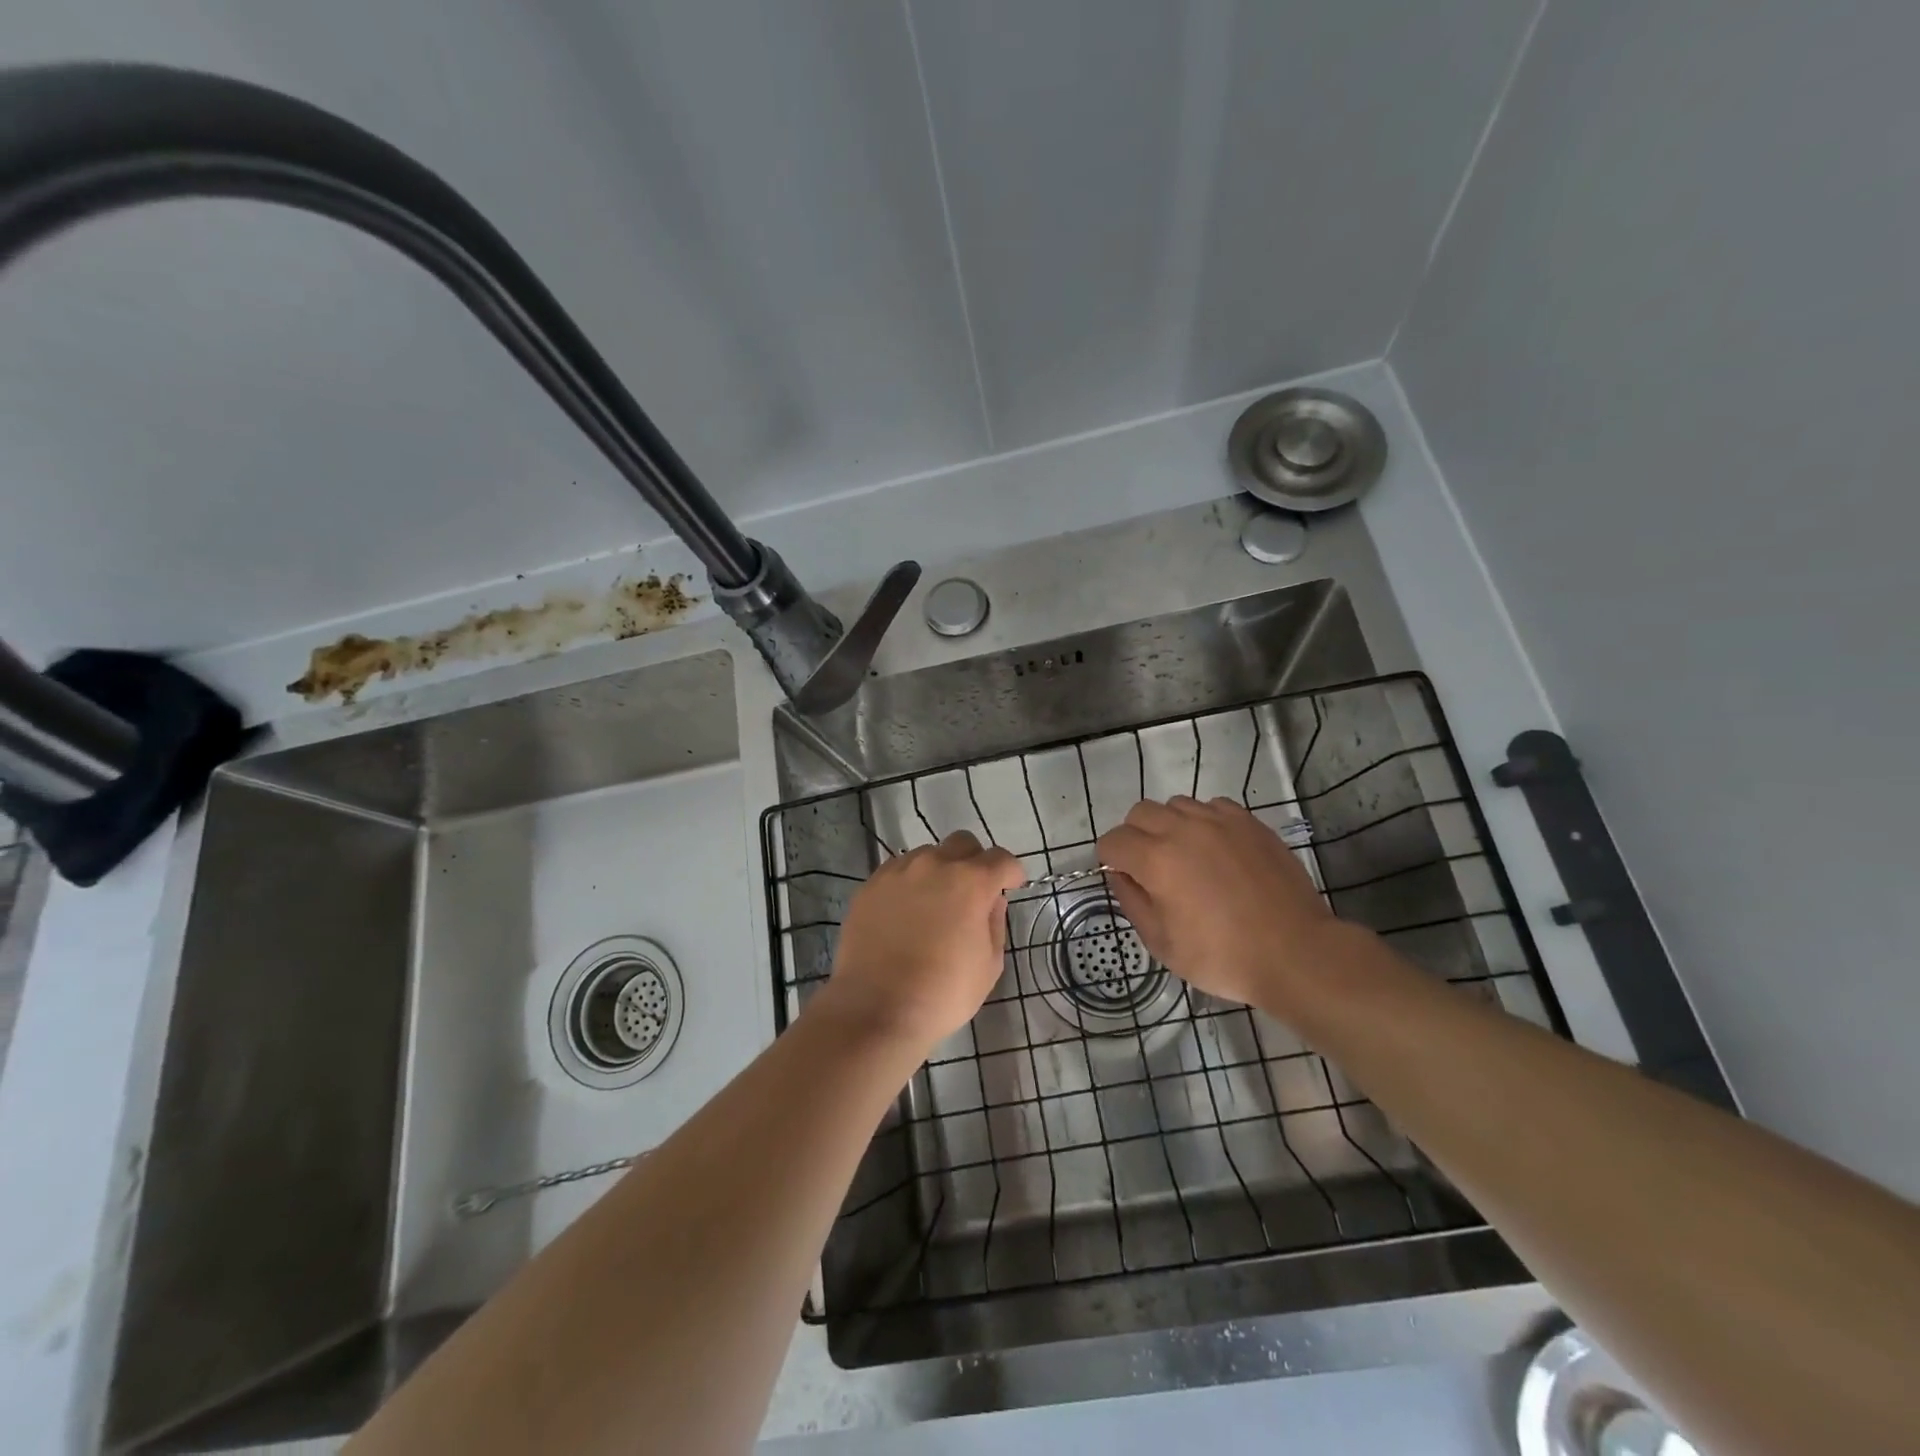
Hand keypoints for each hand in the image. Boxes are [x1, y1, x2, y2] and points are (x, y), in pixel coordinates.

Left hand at [824, 831, 1024, 1049]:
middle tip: (972, 892)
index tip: (1011, 886)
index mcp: (971, 882)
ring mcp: (898, 872)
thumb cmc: (943, 993)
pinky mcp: (870, 886)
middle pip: (963, 843)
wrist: (876, 1009)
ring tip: (933, 906)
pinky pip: (898, 872)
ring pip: (927, 855)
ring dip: (939, 871)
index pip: (1001, 858)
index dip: (1011, 872)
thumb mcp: (989, 965)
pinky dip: (909, 884)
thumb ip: (995, 923)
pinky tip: (905, 914)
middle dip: (975, 861)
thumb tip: (992, 900)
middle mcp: (934, 865)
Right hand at [1097, 796, 1340, 1015]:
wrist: (1295, 953)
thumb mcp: (1162, 943)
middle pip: (1139, 812)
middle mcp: (1183, 829)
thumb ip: (1132, 902)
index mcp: (1156, 860)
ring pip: (1176, 804)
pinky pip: (1212, 806)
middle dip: (1134, 836)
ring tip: (1185, 856)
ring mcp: (1219, 821)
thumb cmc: (1222, 957)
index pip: (1113, 841)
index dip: (1109, 860)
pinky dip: (1204, 821)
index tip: (1123, 878)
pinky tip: (1215, 849)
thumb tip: (1120, 875)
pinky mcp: (1249, 823)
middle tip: (1149, 867)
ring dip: (1169, 825)